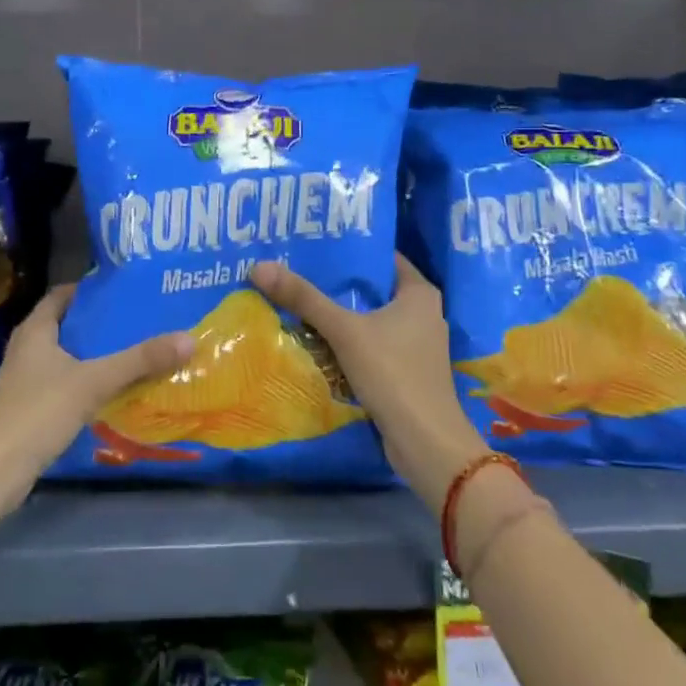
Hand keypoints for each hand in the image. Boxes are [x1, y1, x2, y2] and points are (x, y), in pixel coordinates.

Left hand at [0, 284, 192, 517]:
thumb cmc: (37, 412)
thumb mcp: (93, 381)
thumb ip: (139, 361)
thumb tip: (188, 338)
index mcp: (36, 330)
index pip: (63, 295)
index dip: (91, 289)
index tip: (126, 290)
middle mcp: (28, 349)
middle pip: (69, 326)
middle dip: (102, 324)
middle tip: (142, 320)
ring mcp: (27, 381)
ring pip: (69, 358)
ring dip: (97, 356)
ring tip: (137, 353)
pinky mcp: (31, 410)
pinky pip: (66, 385)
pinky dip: (89, 383)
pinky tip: (116, 392)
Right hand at [251, 255, 487, 508]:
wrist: (425, 443)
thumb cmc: (393, 373)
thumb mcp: (345, 331)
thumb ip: (305, 299)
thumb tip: (260, 266)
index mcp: (420, 293)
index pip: (382, 257)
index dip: (350, 249)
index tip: (315, 243)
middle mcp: (423, 313)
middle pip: (373, 289)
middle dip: (338, 283)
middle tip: (297, 269)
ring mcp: (417, 345)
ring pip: (371, 319)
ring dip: (341, 314)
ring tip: (299, 300)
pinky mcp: (407, 372)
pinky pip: (372, 345)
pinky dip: (349, 341)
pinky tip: (317, 340)